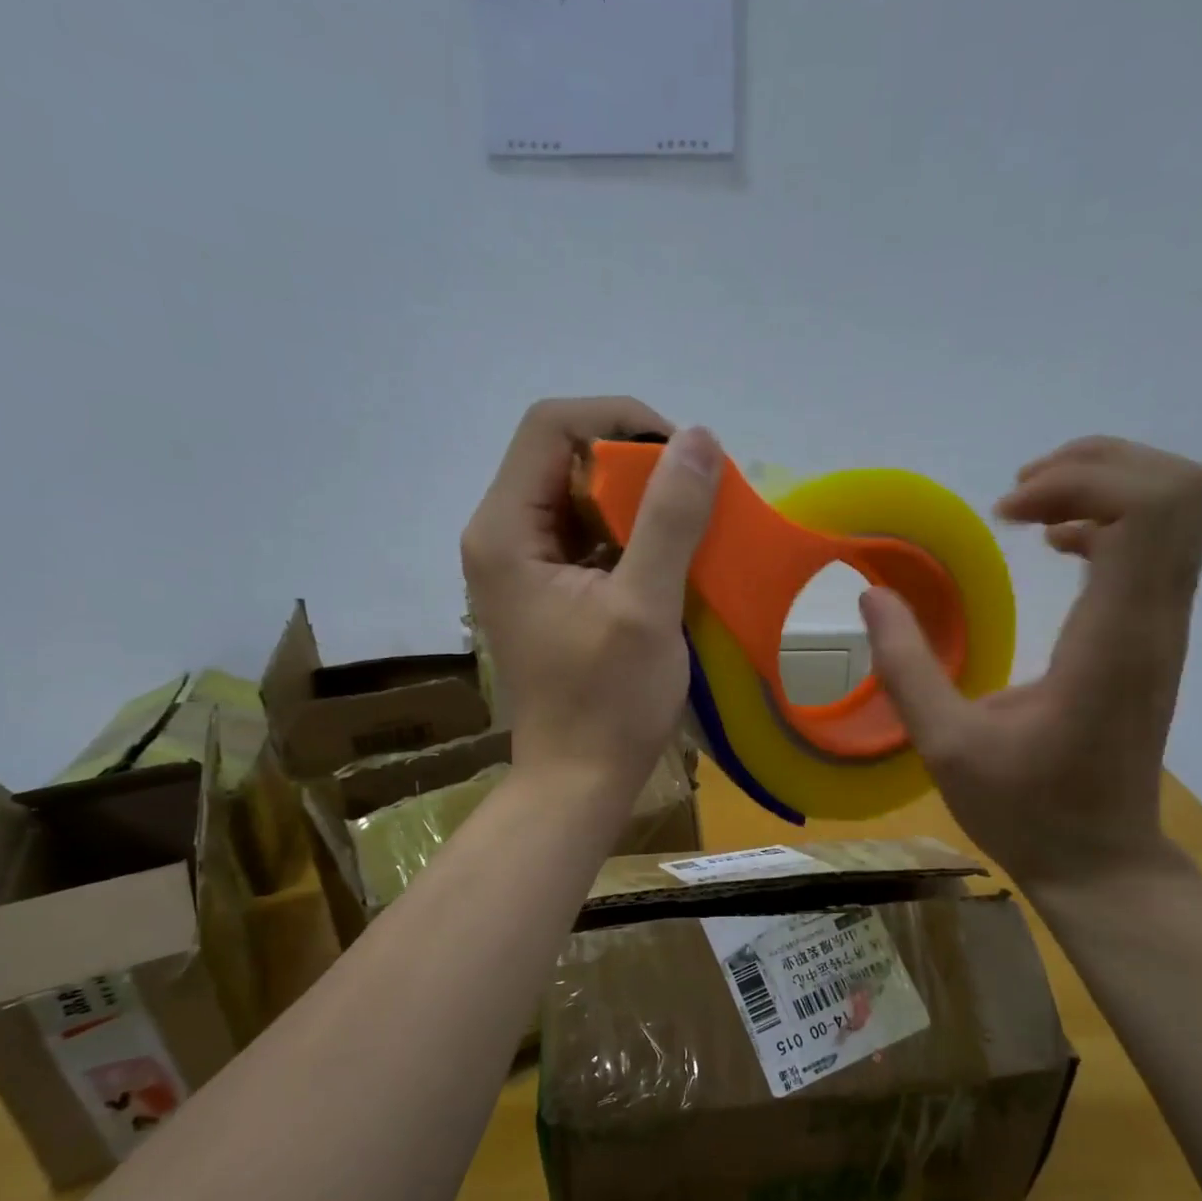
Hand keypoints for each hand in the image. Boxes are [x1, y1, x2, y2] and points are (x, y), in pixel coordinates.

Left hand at [461, 399, 723, 797]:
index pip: (552, 426)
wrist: (579, 780)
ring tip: (692, 524)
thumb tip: (699, 439)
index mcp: (506, 530)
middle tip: (694, 493)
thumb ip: (669, 518)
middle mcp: (501, 535)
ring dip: (638, 500)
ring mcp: (521, 565)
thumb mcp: (645, 607)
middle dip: (635, 463)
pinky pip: (587, 536)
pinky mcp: (545, 590)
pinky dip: (631, 535)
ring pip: (580, 496)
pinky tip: (671, 558)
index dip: (619, 421)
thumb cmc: (608, 702)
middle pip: (564, 457)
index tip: (681, 455)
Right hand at [862, 436, 1201, 890]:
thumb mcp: (946, 746)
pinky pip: (1156, 544)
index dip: (1080, 480)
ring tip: (1029, 506)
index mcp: (1111, 641)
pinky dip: (1109, 520)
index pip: (1148, 509)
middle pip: (1178, 488)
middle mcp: (1154, 621)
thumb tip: (873, 596)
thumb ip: (906, 667)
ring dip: (1104, 485)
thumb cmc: (1026, 810)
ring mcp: (1164, 628)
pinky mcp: (1155, 637)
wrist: (1101, 862)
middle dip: (1098, 463)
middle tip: (1020, 493)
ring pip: (1176, 510)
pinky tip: (1057, 544)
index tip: (1005, 513)